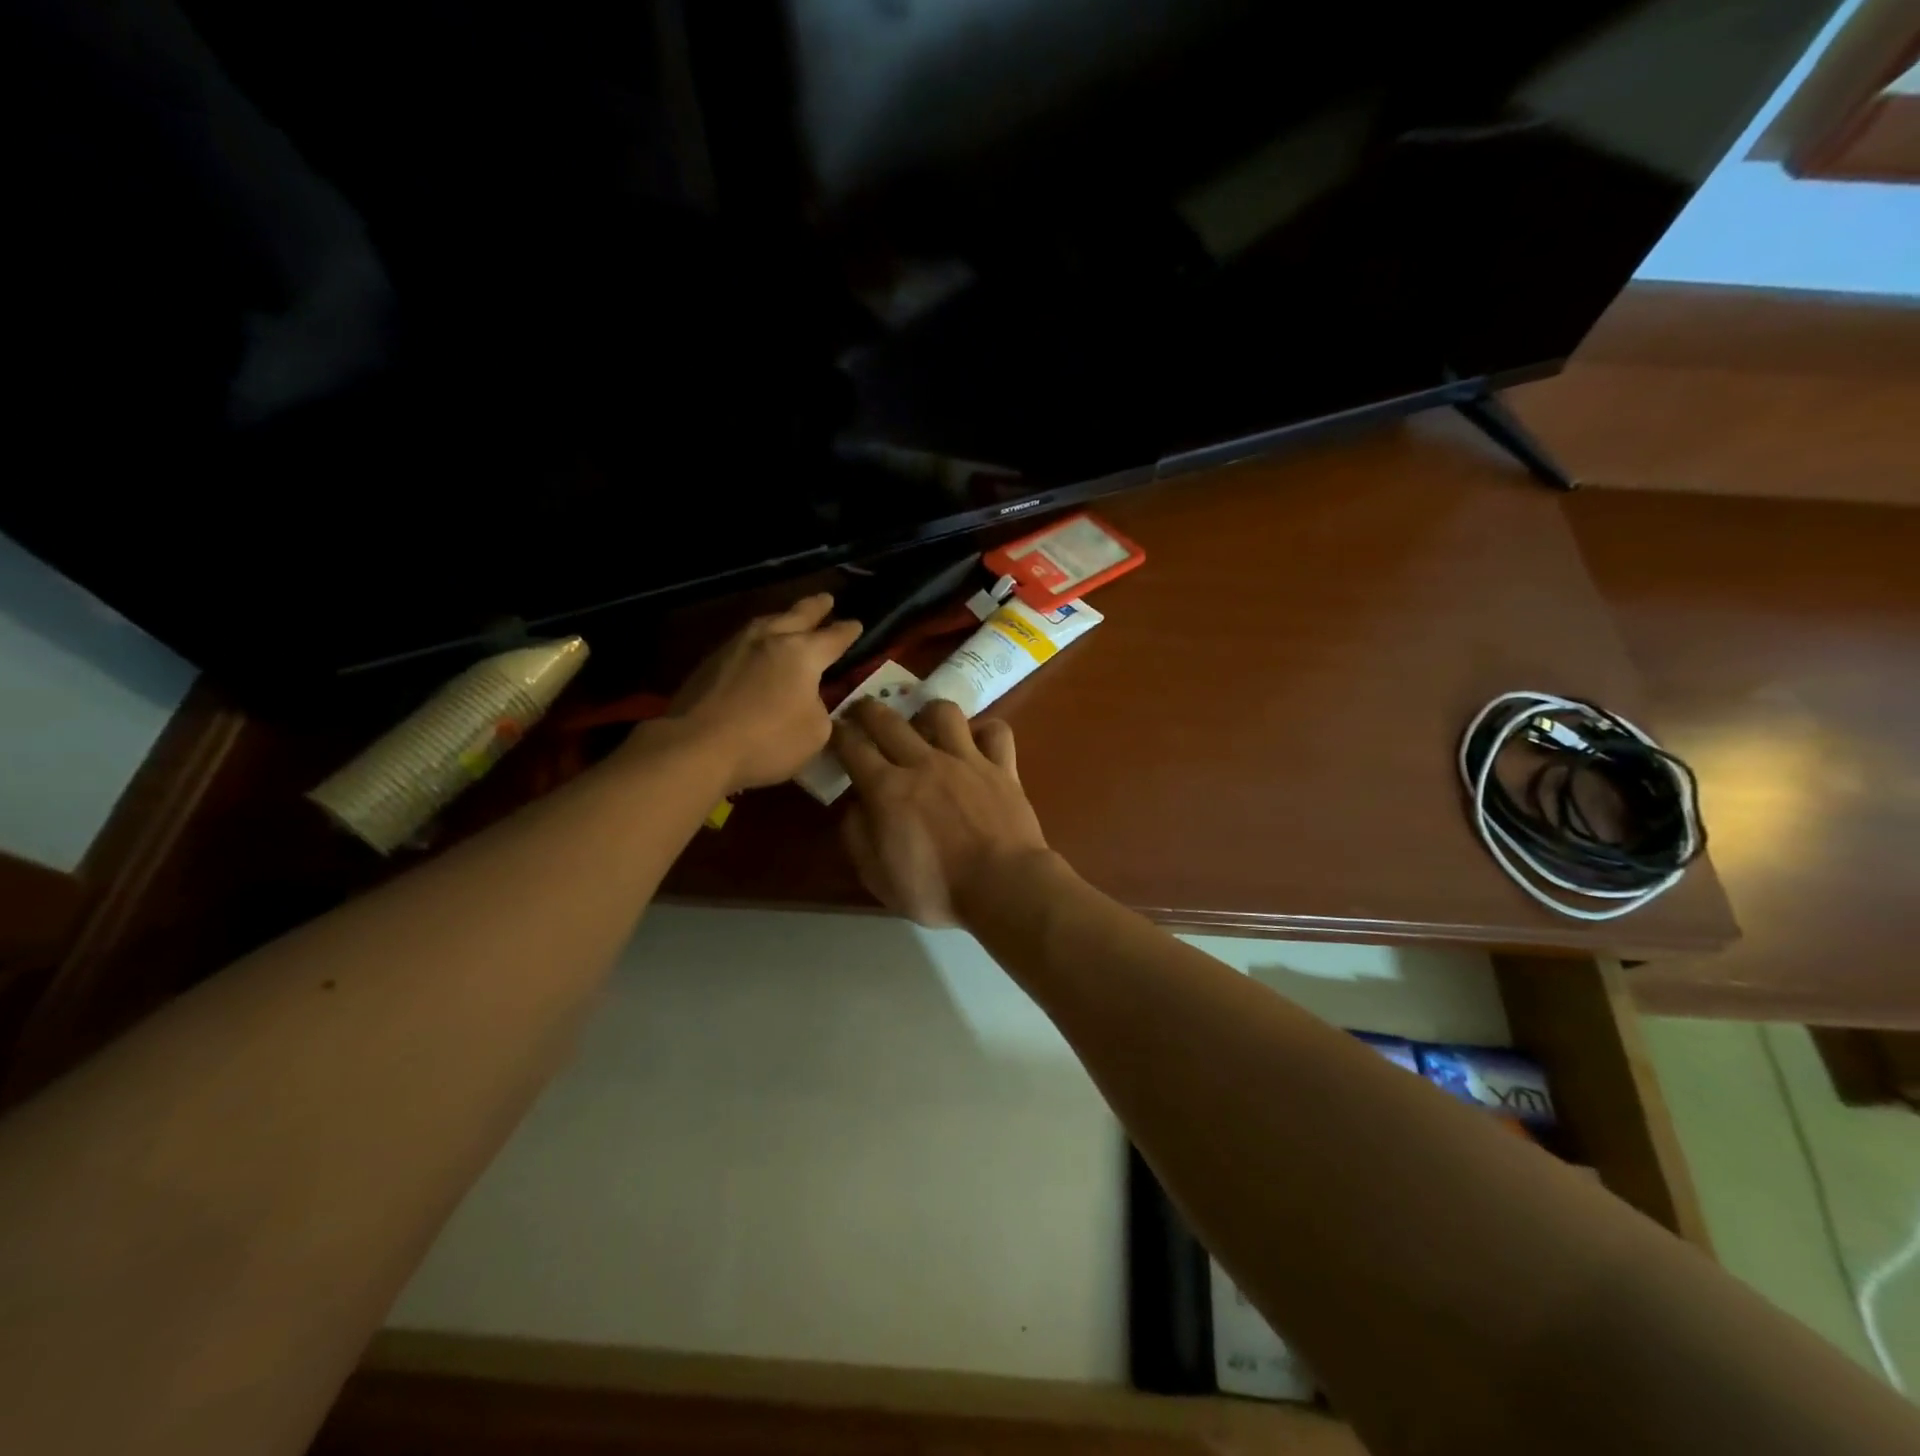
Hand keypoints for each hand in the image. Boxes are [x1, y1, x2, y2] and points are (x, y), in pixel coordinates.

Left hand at [665, 593, 861, 793]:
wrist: (696, 747)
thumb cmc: (767, 740)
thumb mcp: (816, 732)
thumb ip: (820, 709)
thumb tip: (809, 700)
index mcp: (803, 653)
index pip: (833, 637)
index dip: (848, 631)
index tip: (857, 624)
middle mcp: (770, 639)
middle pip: (797, 615)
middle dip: (815, 607)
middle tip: (826, 599)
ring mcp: (735, 647)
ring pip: (766, 624)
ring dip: (783, 619)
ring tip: (789, 618)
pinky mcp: (709, 663)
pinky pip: (744, 642)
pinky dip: (758, 641)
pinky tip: (757, 650)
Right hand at [832, 698, 1050, 926]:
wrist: (1003, 886)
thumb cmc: (936, 889)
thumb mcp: (877, 877)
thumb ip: (857, 836)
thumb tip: (854, 807)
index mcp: (887, 789)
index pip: (852, 746)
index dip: (837, 734)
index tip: (832, 732)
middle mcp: (924, 763)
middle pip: (888, 720)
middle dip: (868, 709)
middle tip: (862, 712)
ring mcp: (966, 760)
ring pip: (943, 712)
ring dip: (928, 712)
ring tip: (925, 724)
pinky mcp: (1002, 767)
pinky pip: (996, 732)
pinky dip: (985, 732)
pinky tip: (978, 743)